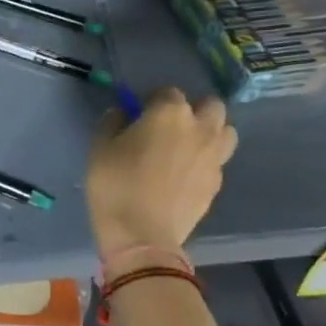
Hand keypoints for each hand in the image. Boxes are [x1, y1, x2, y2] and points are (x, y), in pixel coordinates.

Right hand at [86, 88, 236, 255]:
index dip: (152, 101)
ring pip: (225, 132)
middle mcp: (200, 128)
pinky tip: (185, 176)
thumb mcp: (100, 147)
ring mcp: (214, 157)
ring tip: (187, 147)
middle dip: (194, 110)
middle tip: (170, 127)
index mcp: (170, 112)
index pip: (167, 91)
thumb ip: (113, 123)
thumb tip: (122, 114)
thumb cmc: (115, 184)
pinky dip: (205, 161)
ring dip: (210, 132)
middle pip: (211, 105)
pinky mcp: (217, 183)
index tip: (138, 116)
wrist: (142, 234)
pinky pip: (218, 161)